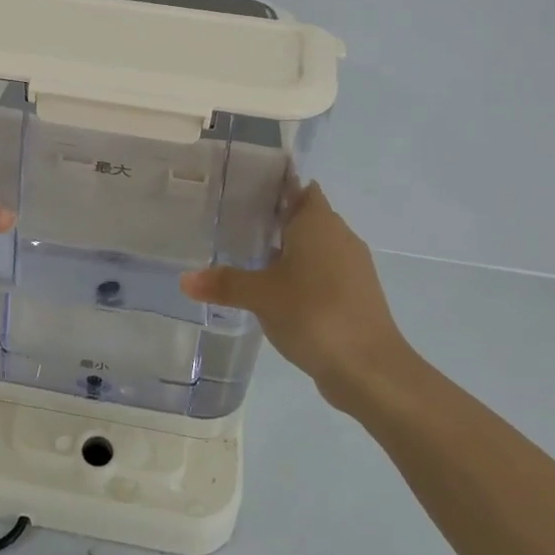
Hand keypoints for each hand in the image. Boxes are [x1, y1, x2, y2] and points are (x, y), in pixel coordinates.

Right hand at [180, 184, 411, 401]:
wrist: (370, 368)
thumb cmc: (314, 313)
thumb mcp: (261, 296)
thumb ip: (224, 283)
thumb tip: (184, 280)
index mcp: (318, 222)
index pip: (298, 188)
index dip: (275, 186)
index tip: (245, 190)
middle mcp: (339, 236)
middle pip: (306, 216)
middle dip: (276, 219)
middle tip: (236, 224)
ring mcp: (353, 267)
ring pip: (316, 246)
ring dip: (290, 250)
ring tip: (251, 257)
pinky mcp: (357, 295)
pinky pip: (324, 272)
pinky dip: (303, 275)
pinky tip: (278, 292)